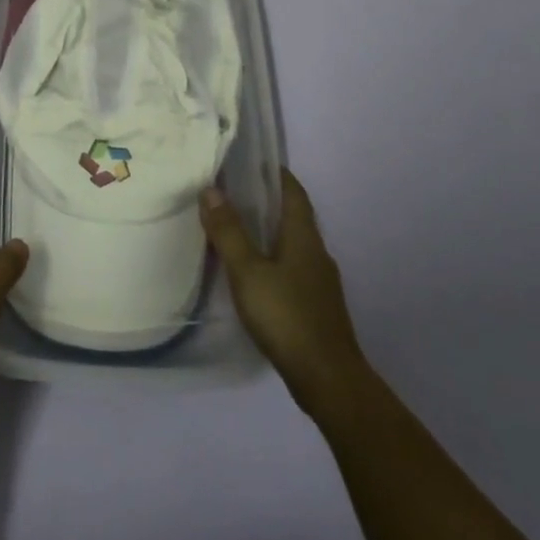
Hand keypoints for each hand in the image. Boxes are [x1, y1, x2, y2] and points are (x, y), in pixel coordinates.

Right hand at [200, 170, 367, 420]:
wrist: (328, 379)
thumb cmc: (287, 316)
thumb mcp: (248, 271)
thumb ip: (229, 232)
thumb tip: (211, 189)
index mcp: (304, 237)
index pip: (293, 192)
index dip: (275, 173)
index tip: (250, 161)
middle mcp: (316, 253)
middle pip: (293, 216)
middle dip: (266, 201)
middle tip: (231, 191)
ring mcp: (319, 281)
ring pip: (292, 244)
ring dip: (268, 231)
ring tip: (235, 228)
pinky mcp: (316, 305)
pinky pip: (291, 268)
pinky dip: (272, 258)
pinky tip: (252, 273)